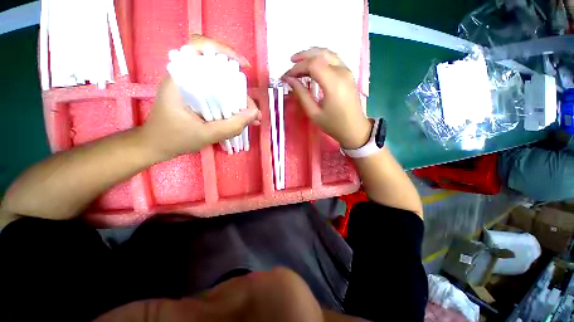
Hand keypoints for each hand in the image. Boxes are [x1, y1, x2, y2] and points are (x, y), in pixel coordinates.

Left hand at [140, 34, 261, 158]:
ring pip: (223, 86)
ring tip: (253, 118)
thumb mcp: (205, 135)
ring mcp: (194, 88)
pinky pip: (221, 96)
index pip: (200, 48)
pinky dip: (234, 106)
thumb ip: (231, 126)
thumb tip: (254, 114)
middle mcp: (187, 78)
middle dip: (241, 90)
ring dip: (240, 100)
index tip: (244, 68)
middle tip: (252, 110)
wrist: (157, 145)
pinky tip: (243, 118)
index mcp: (181, 79)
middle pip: (220, 73)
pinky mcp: (199, 98)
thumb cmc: (174, 139)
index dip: (224, 51)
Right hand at [281, 48, 370, 149]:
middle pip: (321, 54)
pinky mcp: (349, 74)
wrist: (354, 129)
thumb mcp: (314, 113)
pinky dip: (321, 59)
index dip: (297, 68)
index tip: (286, 76)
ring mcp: (347, 71)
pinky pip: (334, 59)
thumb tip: (289, 80)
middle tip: (290, 62)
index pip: (313, 65)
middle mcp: (342, 72)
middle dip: (303, 56)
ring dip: (313, 54)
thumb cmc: (333, 124)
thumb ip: (302, 94)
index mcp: (334, 83)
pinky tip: (313, 65)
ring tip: (299, 61)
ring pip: (328, 54)